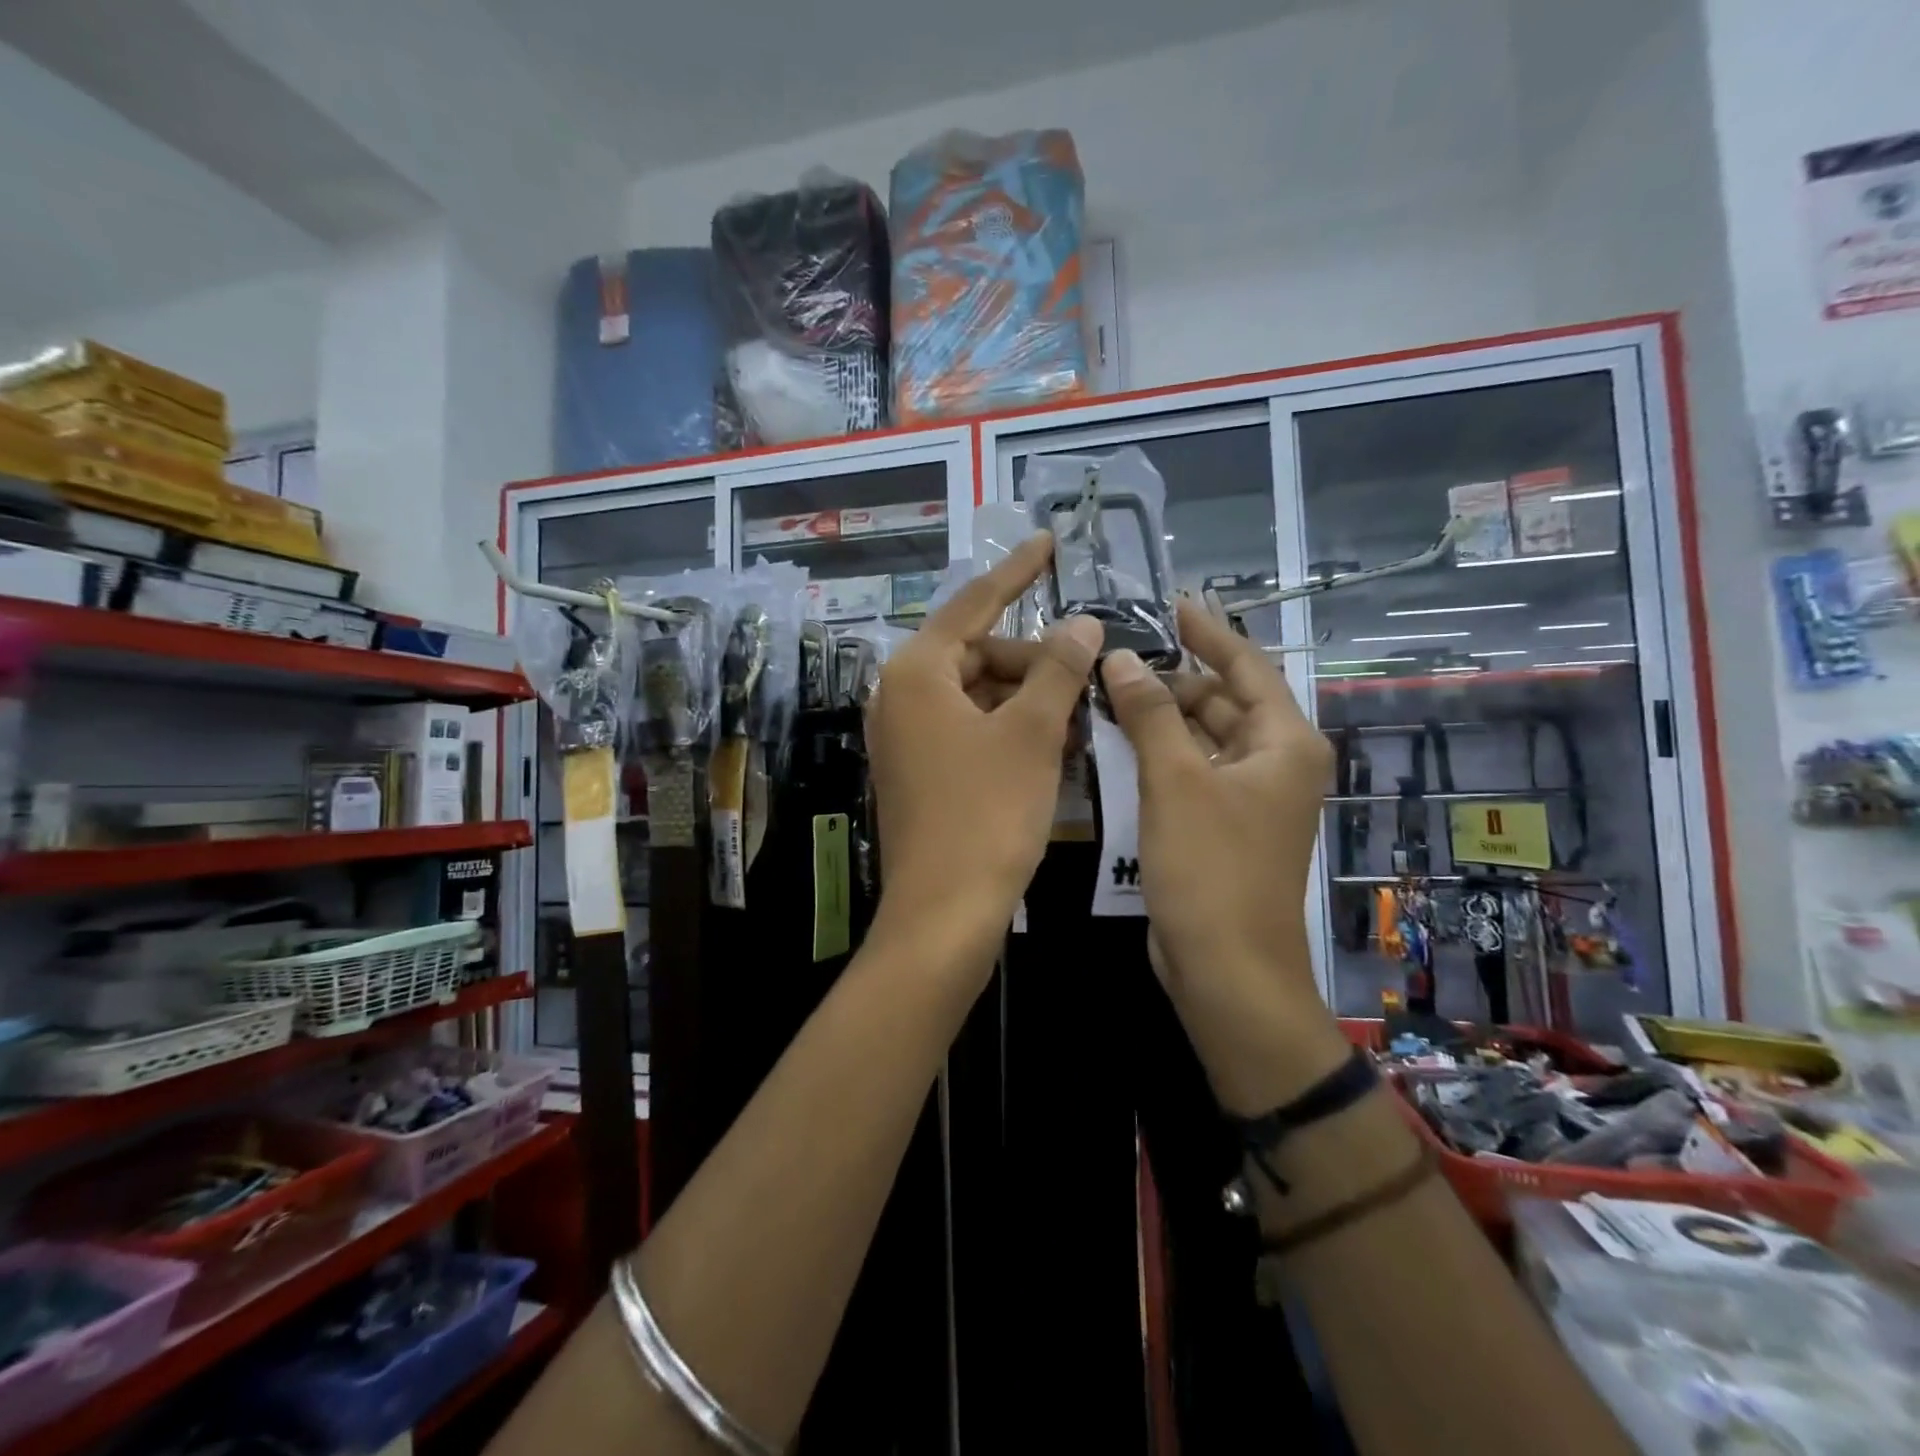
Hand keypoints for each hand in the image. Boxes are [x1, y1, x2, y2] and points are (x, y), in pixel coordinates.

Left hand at [866, 534, 1101, 966]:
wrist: (944, 913)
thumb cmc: (987, 814)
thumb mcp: (1032, 734)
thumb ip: (1057, 669)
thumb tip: (1081, 623)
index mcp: (917, 672)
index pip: (974, 603)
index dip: (1017, 571)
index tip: (1049, 542)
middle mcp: (899, 696)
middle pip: (978, 653)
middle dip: (1034, 661)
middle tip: (1088, 675)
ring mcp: (906, 737)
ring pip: (978, 694)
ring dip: (1029, 699)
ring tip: (1081, 716)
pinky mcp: (919, 771)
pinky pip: (969, 730)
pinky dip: (1010, 730)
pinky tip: (1054, 746)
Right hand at [1101, 599, 1346, 1111]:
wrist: (1226, 969)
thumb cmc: (1211, 868)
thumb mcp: (1175, 781)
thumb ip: (1149, 714)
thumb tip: (1121, 657)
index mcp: (1284, 743)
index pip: (1246, 667)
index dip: (1209, 632)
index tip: (1172, 602)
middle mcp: (1274, 763)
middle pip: (1222, 701)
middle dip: (1173, 677)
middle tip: (1116, 654)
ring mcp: (1247, 797)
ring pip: (1202, 737)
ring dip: (1161, 715)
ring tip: (1109, 689)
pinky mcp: (1220, 825)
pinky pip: (1190, 770)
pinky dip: (1160, 752)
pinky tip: (1119, 740)